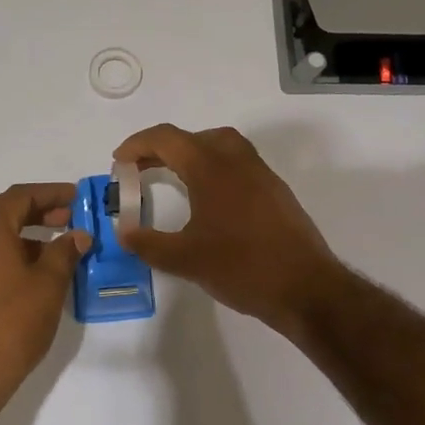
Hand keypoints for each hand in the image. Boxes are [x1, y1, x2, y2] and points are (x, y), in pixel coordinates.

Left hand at [0, 184, 90, 404]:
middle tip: (70, 218)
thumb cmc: (13, 322)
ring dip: (26, 234)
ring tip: (59, 247)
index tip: (77, 197)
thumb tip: (78, 234)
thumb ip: (65, 252)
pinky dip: (13, 253)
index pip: (20, 196)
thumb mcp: (48, 283)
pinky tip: (36, 273)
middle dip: (38, 211)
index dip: (51, 193)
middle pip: (4, 212)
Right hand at [112, 124, 338, 331]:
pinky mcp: (275, 192)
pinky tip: (208, 200)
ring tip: (172, 178)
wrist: (305, 287)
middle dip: (162, 148)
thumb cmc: (242, 267)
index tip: (118, 162)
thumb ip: (148, 243)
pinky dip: (214, 168)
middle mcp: (237, 161)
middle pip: (194, 137)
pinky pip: (238, 164)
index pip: (167, 139)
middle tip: (140, 170)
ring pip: (221, 146)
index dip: (137, 145)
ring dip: (192, 154)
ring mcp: (261, 174)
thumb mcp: (185, 259)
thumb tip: (124, 233)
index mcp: (211, 168)